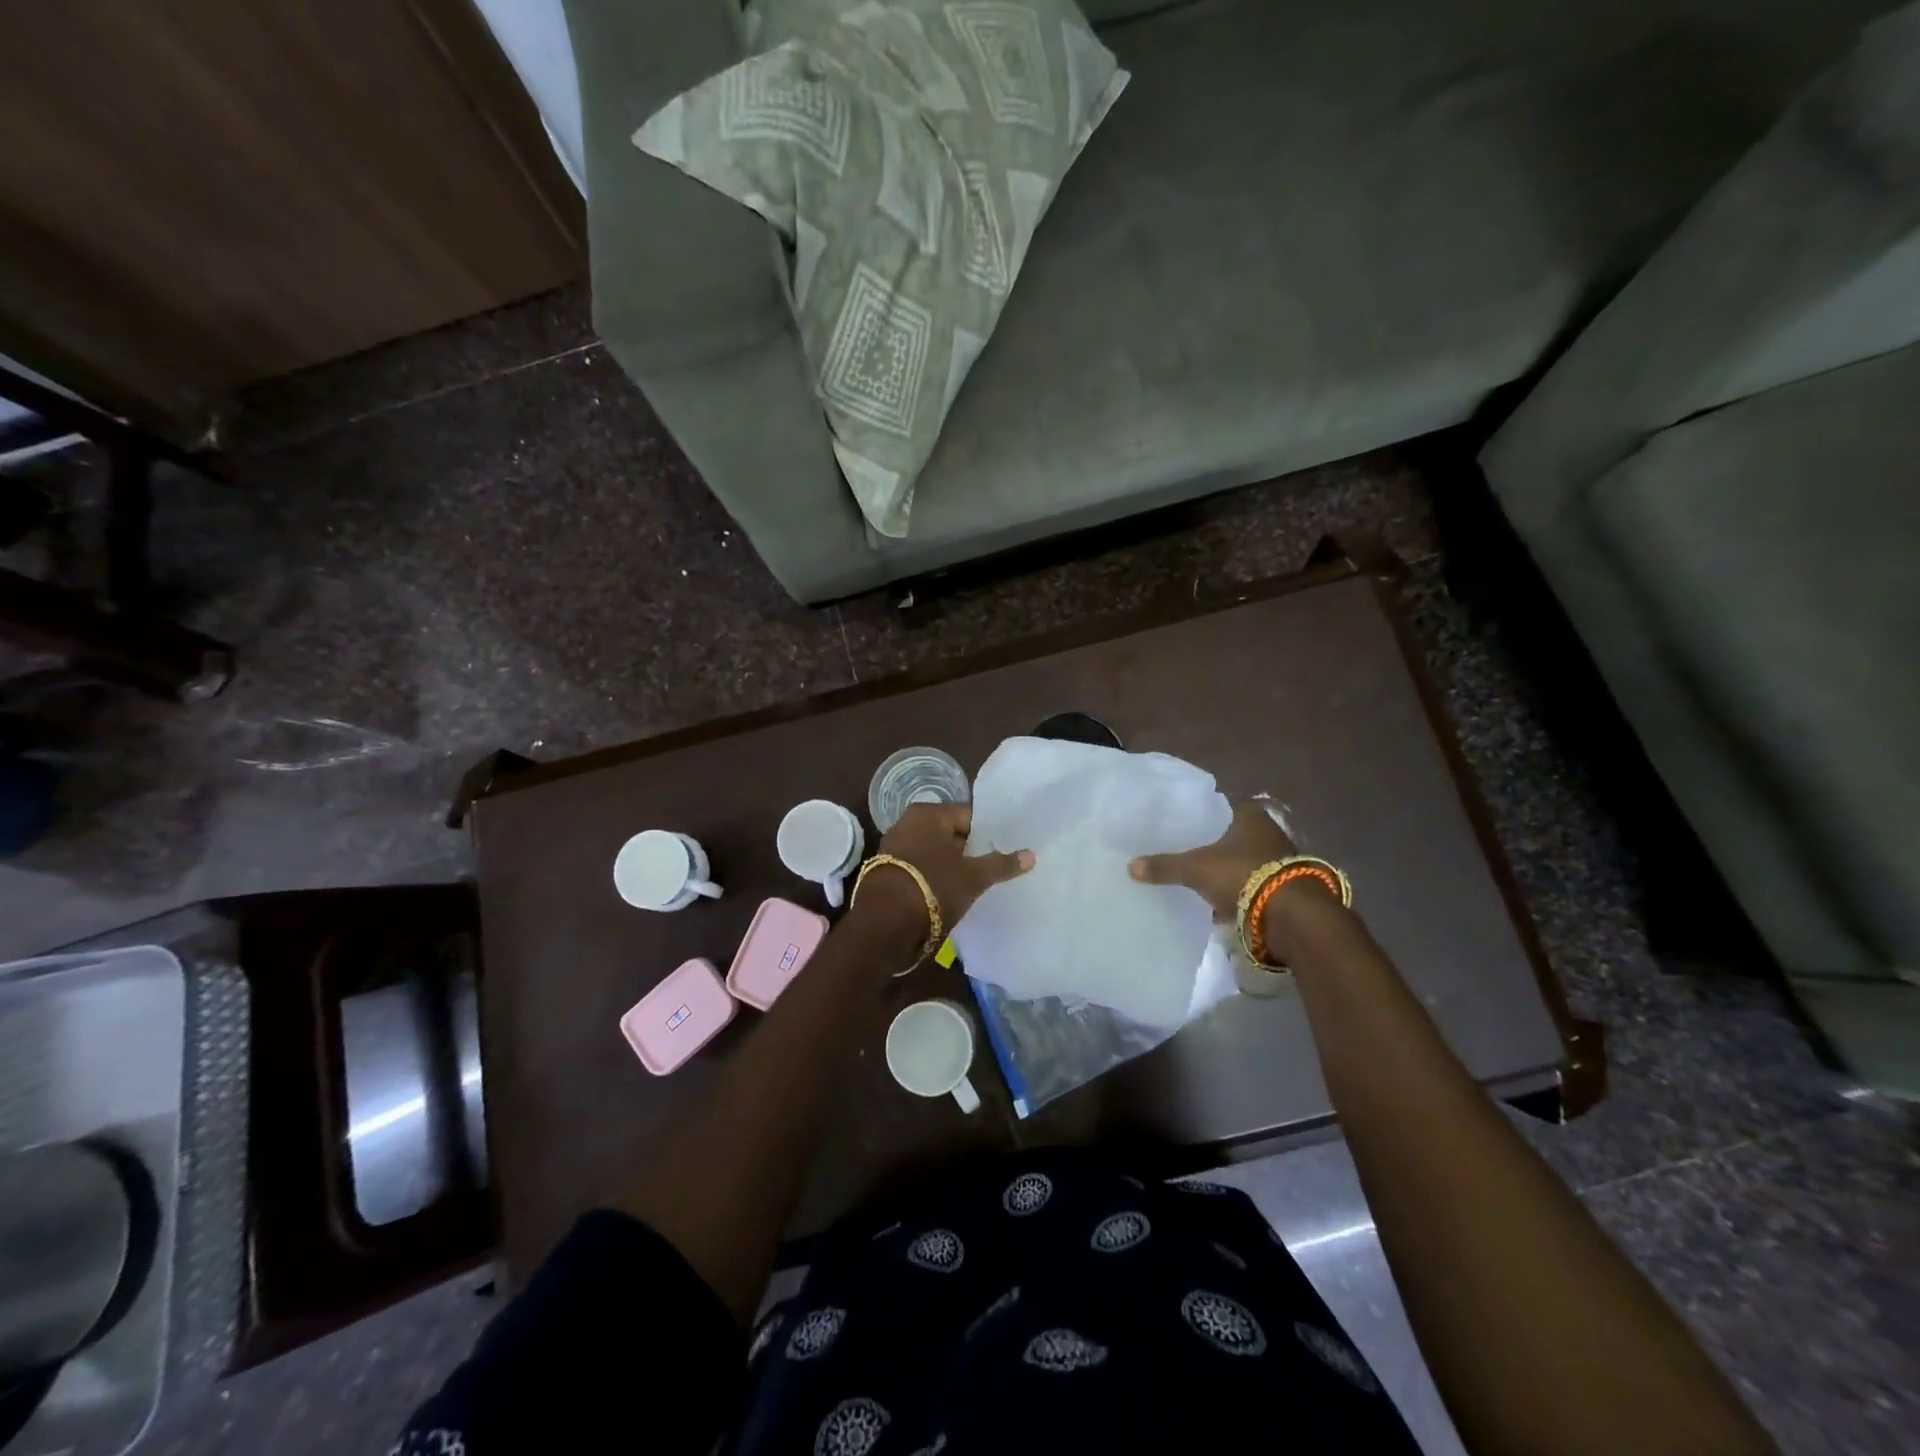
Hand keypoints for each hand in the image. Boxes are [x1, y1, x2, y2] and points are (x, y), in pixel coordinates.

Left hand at [864, 803, 1033, 933]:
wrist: (885, 925)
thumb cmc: (934, 887)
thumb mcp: (973, 877)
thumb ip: (1001, 863)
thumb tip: (1031, 854)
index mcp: (928, 814)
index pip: (969, 815)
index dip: (988, 833)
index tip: (1004, 849)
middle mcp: (908, 823)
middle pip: (951, 834)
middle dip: (970, 850)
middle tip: (993, 867)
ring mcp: (895, 848)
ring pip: (935, 852)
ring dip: (952, 865)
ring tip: (975, 883)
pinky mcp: (888, 872)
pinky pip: (921, 868)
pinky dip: (935, 877)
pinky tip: (950, 893)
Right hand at [1128, 799, 1295, 919]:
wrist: (1292, 916)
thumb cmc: (1243, 875)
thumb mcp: (1196, 869)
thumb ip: (1165, 866)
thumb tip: (1130, 866)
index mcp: (1250, 815)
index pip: (1221, 807)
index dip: (1202, 815)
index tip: (1182, 825)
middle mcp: (1269, 832)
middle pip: (1233, 835)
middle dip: (1213, 844)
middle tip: (1186, 850)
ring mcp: (1280, 861)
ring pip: (1244, 860)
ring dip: (1227, 869)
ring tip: (1198, 876)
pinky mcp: (1284, 888)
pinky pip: (1252, 884)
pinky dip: (1238, 891)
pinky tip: (1219, 899)